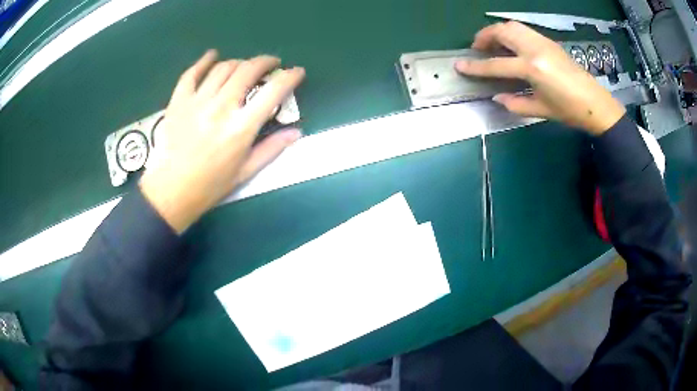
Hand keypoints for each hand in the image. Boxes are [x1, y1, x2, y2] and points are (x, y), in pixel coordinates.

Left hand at [140, 50, 304, 232]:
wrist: (171, 192)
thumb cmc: (210, 186)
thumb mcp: (245, 172)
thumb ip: (271, 149)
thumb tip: (296, 132)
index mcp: (241, 128)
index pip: (273, 92)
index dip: (290, 77)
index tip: (297, 72)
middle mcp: (221, 107)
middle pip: (248, 70)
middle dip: (265, 62)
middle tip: (271, 64)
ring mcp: (197, 101)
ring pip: (223, 67)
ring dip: (239, 62)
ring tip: (243, 67)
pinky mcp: (178, 101)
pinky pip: (192, 73)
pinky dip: (204, 61)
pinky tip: (212, 56)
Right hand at [455, 22, 625, 134]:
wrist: (596, 104)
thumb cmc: (569, 111)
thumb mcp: (540, 110)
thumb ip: (515, 103)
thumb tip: (497, 97)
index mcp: (532, 68)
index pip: (496, 64)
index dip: (476, 66)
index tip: (459, 65)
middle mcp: (535, 49)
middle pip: (502, 32)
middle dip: (484, 36)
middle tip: (477, 48)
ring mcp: (543, 42)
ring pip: (512, 26)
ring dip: (497, 31)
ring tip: (493, 44)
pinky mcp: (549, 42)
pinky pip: (524, 30)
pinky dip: (512, 33)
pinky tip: (513, 46)